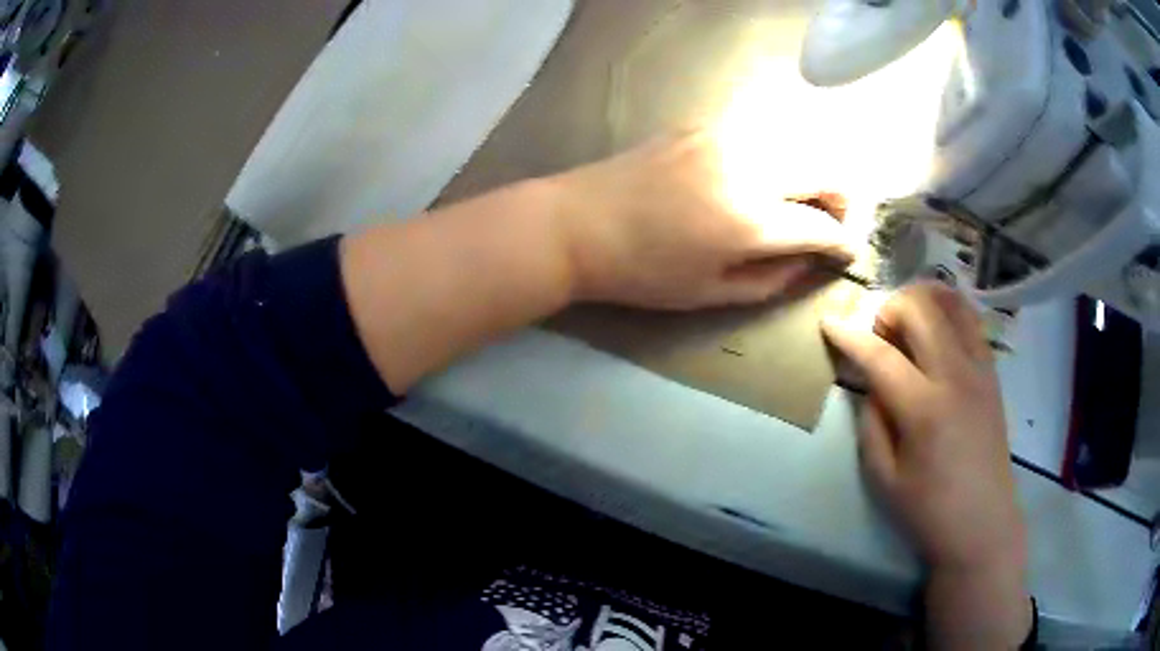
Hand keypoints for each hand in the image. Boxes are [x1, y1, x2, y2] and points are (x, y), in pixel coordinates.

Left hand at [553, 127, 854, 309]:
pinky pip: (761, 129)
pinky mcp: (702, 123)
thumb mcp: (709, 294)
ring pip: (799, 141)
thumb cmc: (640, 272)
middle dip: (842, 198)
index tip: (847, 251)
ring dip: (814, 170)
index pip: (823, 225)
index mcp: (750, 221)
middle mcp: (748, 167)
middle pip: (826, 168)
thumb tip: (808, 264)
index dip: (843, 242)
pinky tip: (764, 173)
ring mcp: (724, 136)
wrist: (576, 223)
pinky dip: (779, 151)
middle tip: (831, 221)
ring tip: (801, 198)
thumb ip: (771, 281)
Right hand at [822, 283, 1031, 647]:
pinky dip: (948, 311)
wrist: (983, 522)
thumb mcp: (883, 479)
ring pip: (951, 302)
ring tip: (908, 326)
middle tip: (879, 337)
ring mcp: (980, 369)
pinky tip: (936, 332)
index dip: (849, 335)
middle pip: (921, 309)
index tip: (828, 321)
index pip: (880, 356)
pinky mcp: (992, 372)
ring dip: (923, 301)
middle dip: (890, 309)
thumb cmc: (929, 510)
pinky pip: (971, 319)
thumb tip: (872, 386)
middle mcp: (956, 376)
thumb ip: (871, 424)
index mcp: (924, 409)